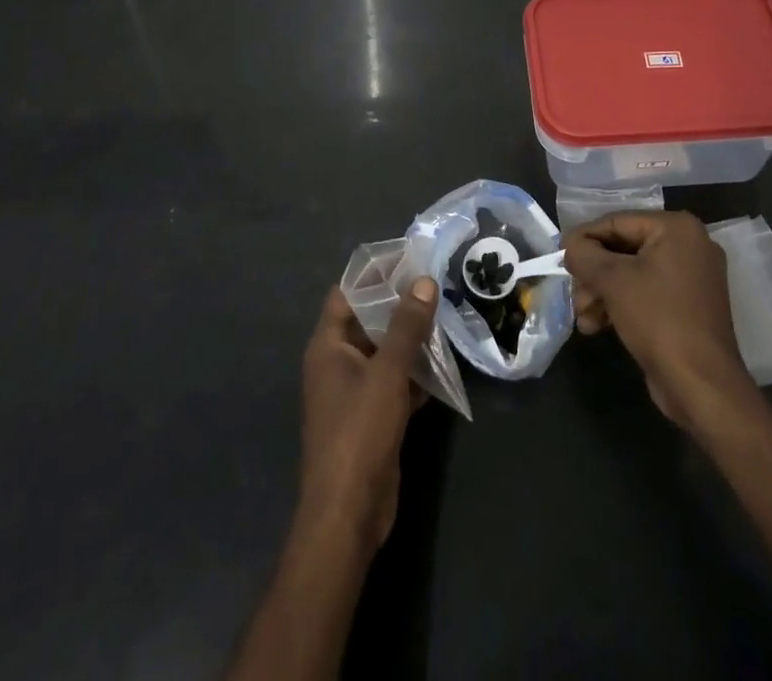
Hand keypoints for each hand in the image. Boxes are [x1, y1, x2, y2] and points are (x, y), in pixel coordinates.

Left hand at [298, 277, 437, 551]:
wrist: (348, 513)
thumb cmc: (359, 432)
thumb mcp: (386, 373)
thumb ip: (406, 326)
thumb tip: (424, 281)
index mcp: (327, 346)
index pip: (346, 294)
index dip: (372, 274)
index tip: (406, 257)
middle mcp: (336, 363)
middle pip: (367, 321)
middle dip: (398, 304)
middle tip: (434, 283)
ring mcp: (354, 393)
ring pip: (384, 353)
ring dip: (410, 338)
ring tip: (444, 316)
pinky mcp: (372, 418)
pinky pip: (393, 382)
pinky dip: (414, 372)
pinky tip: (442, 365)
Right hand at [564, 212, 753, 428]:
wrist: (702, 386)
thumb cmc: (658, 320)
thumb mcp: (613, 281)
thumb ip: (585, 255)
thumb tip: (570, 246)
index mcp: (676, 228)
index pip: (617, 222)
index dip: (584, 238)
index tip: (558, 255)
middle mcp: (688, 245)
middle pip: (623, 249)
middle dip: (593, 274)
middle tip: (574, 294)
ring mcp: (691, 277)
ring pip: (631, 273)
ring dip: (602, 293)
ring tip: (583, 317)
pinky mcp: (688, 306)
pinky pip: (646, 292)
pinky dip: (621, 304)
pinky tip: (596, 325)